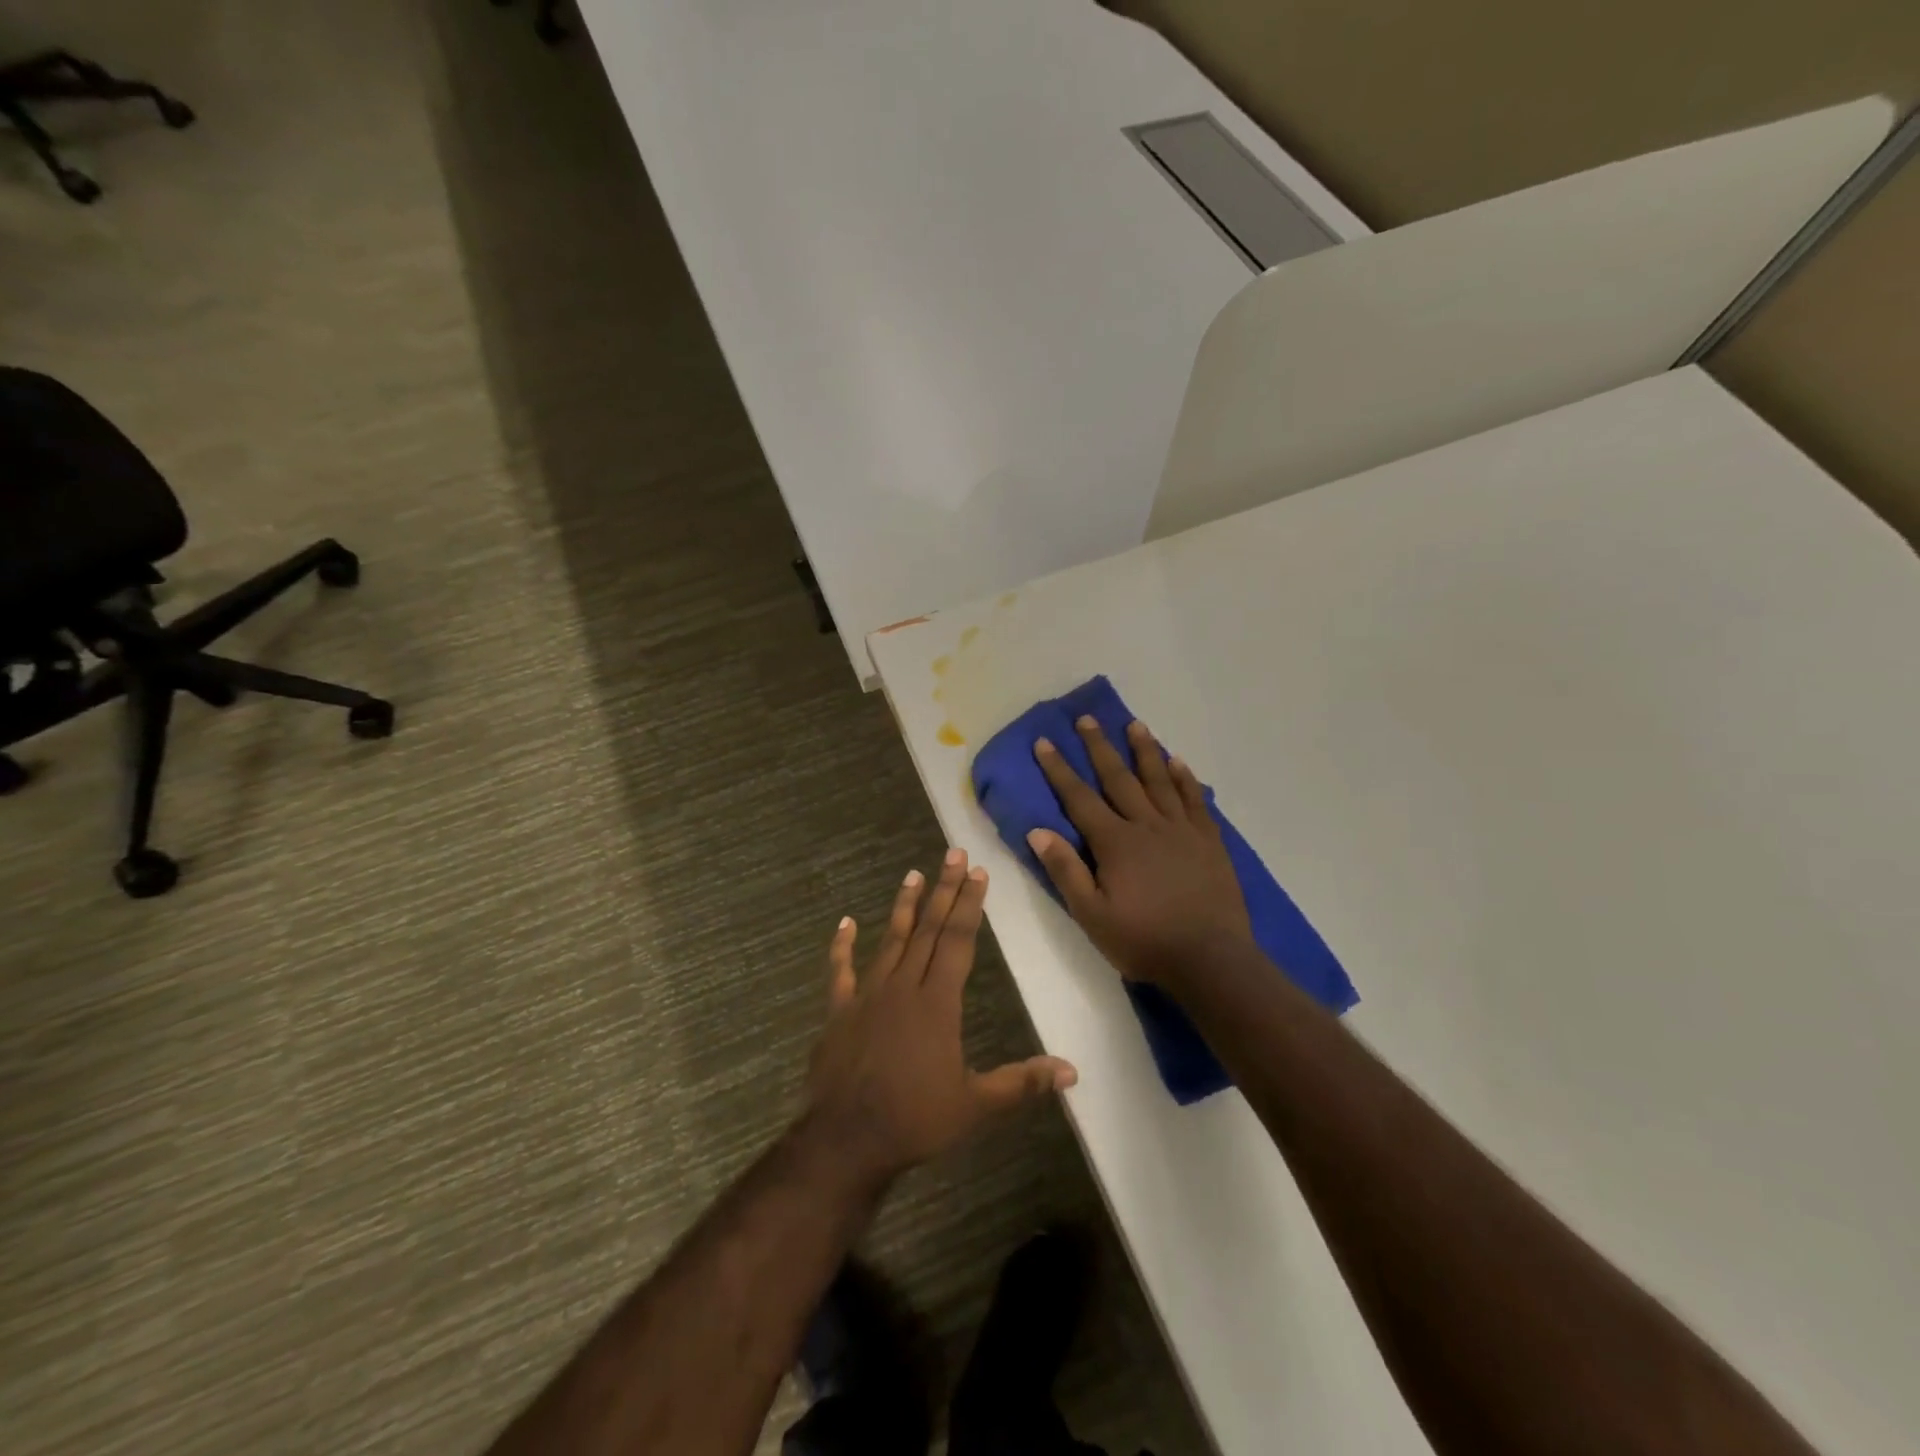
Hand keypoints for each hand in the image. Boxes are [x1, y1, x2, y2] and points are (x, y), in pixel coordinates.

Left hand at [803, 850, 1077, 1183]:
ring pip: (890, 940)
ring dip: (903, 907)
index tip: (977, 872)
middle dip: (944, 890)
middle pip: (928, 929)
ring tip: (913, 874)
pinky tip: (845, 923)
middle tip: (953, 853)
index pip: (958, 940)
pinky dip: (841, 946)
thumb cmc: (915, 1120)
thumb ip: (1022, 1083)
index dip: (969, 904)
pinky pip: (840, 972)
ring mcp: (867, 995)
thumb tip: (1071, 1072)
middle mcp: (904, 986)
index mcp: (937, 1002)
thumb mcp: (976, 1106)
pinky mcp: (839, 1011)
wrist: (846, 1140)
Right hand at [1028, 717, 1252, 986]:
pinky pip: (1195, 799)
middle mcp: (1147, 825)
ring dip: (1144, 751)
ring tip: (1135, 724)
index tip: (1045, 742)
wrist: (1211, 959)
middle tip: (1087, 718)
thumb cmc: (1145, 940)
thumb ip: (1066, 871)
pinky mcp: (1209, 840)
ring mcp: (1182, 829)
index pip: (1079, 798)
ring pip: (1159, 780)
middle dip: (1099, 747)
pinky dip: (1185, 778)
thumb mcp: (1092, 915)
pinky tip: (1178, 761)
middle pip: (1119, 778)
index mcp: (1115, 842)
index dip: (1059, 769)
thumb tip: (1037, 831)